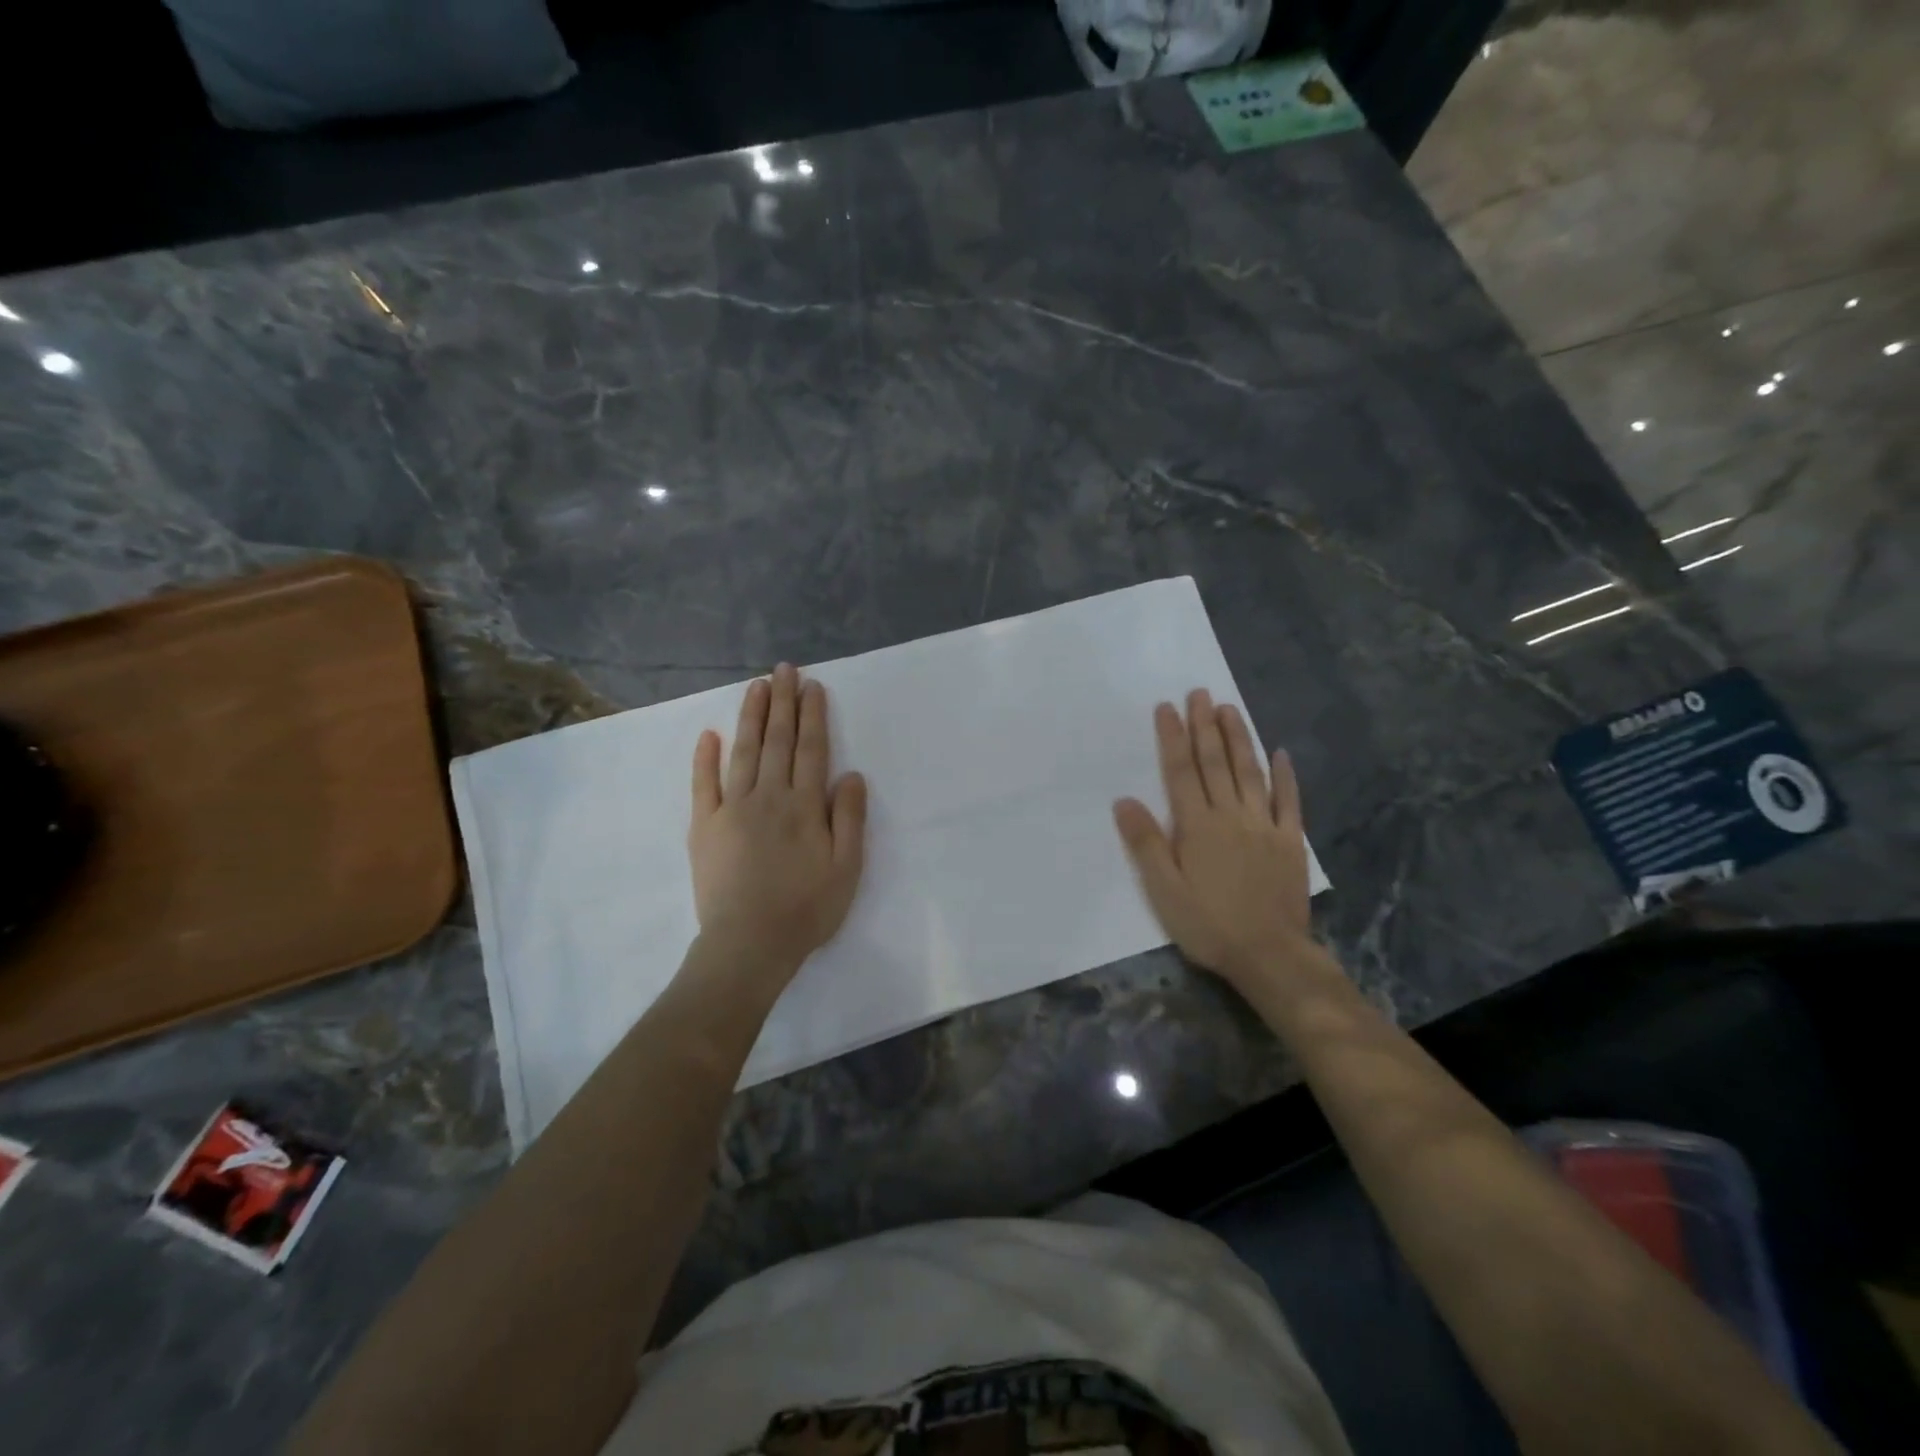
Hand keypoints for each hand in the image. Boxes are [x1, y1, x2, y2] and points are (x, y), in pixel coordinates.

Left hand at [688, 664, 866, 981]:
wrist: (749, 944)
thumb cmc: (806, 909)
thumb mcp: (847, 868)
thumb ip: (850, 818)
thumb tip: (851, 773)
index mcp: (804, 805)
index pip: (811, 749)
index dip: (812, 715)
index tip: (812, 686)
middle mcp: (768, 796)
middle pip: (778, 740)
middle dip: (782, 702)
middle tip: (783, 669)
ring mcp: (732, 808)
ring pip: (743, 752)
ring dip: (751, 717)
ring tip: (756, 686)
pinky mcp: (704, 826)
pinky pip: (703, 784)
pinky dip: (704, 757)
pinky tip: (708, 734)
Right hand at [1113, 691, 1314, 988]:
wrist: (1270, 955)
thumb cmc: (1208, 924)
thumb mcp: (1164, 891)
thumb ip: (1145, 843)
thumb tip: (1124, 800)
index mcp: (1197, 826)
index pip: (1180, 772)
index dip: (1172, 738)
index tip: (1167, 707)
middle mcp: (1231, 816)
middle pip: (1215, 763)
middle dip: (1204, 726)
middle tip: (1199, 693)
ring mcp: (1264, 826)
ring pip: (1250, 772)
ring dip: (1239, 738)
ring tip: (1229, 708)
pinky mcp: (1290, 841)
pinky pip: (1288, 801)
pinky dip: (1285, 775)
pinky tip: (1281, 753)